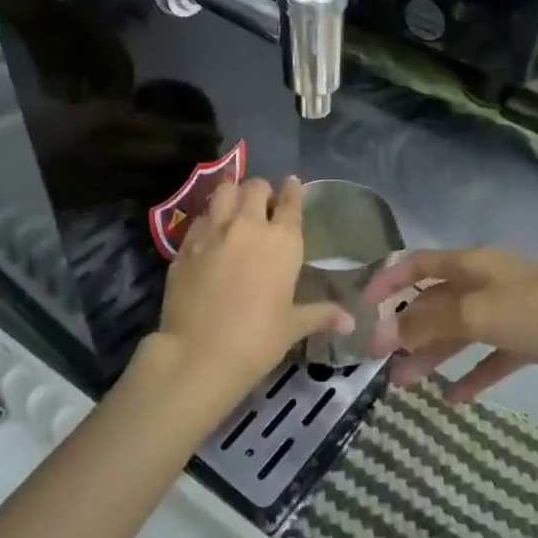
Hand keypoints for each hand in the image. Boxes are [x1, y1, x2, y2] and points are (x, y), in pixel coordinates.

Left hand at [155, 177, 351, 408]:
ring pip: (224, 191)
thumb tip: (351, 321)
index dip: (292, 190)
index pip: (290, 201)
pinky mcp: (186, 244)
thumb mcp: (293, 326)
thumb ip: (321, 314)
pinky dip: (208, 219)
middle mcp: (248, 225)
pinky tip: (209, 234)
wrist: (199, 353)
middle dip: (261, 191)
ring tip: (234, 207)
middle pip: (255, 187)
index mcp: (282, 241)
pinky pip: (200, 217)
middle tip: (261, 204)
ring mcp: (213, 231)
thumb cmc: (257, 340)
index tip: (292, 184)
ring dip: (232, 194)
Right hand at [362, 247, 537, 403]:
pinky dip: (472, 374)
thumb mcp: (478, 313)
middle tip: (381, 361)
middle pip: (435, 302)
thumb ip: (429, 322)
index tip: (362, 307)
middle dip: (406, 329)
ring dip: (432, 355)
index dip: (387, 281)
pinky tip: (455, 399)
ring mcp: (510, 311)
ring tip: (405, 384)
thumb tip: (389, 333)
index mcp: (472, 265)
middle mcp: (487, 283)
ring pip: (460, 332)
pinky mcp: (530, 339)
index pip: (418, 264)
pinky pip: (491, 356)